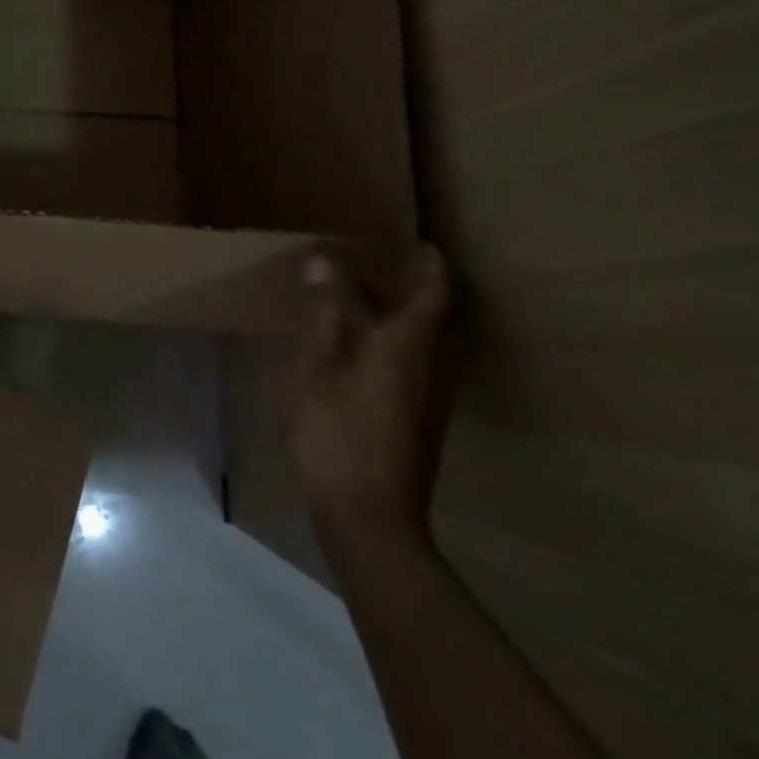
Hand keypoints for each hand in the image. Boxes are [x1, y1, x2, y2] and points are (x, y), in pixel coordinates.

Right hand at [285, 244, 453, 542]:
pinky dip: (403, 342)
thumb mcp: (317, 364)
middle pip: (441, 317)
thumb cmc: (337, 431)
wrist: (368, 517)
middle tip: (391, 264)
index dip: (431, 263)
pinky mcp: (421, 421)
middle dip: (423, 287)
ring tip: (374, 300)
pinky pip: (422, 364)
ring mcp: (431, 398)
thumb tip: (326, 260)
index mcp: (409, 344)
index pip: (435, 291)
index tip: (416, 241)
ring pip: (433, 343)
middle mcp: (433, 366)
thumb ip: (326, 312)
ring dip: (413, 316)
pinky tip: (367, 349)